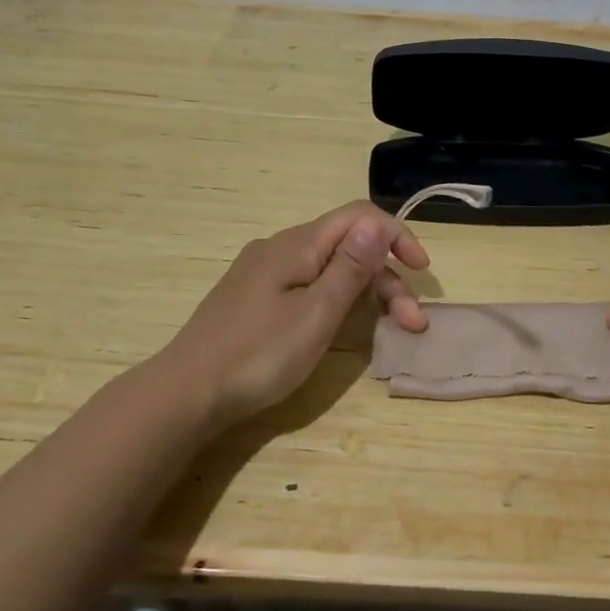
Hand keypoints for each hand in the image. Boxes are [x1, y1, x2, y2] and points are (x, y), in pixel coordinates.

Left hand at [160, 201, 429, 427]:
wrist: (186, 394)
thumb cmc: (258, 355)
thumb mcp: (316, 313)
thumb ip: (350, 266)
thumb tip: (377, 222)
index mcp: (296, 244)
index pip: (359, 217)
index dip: (396, 236)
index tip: (422, 270)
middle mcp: (280, 248)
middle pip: (347, 246)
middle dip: (386, 278)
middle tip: (411, 323)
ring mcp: (264, 274)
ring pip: (329, 269)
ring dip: (365, 293)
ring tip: (389, 330)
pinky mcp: (255, 299)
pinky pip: (309, 286)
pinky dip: (337, 301)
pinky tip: (343, 325)